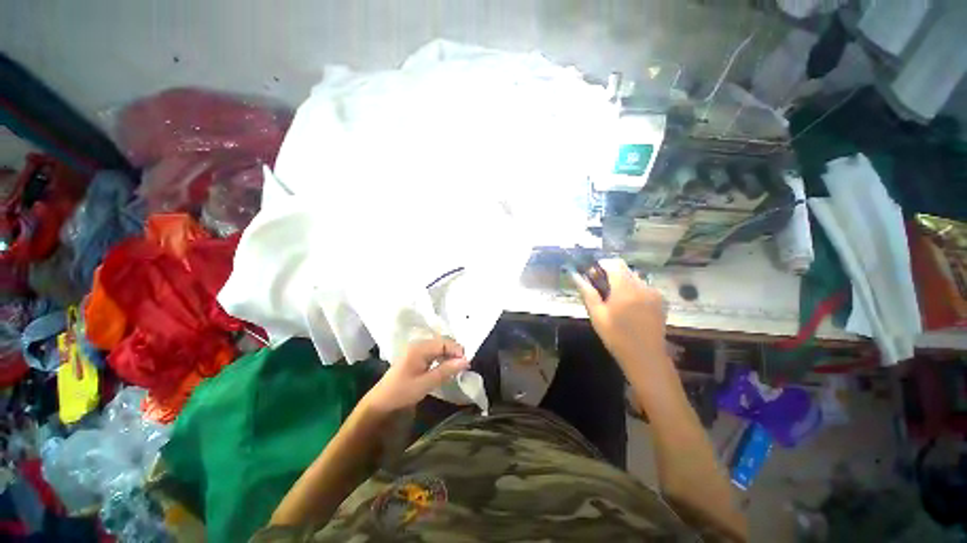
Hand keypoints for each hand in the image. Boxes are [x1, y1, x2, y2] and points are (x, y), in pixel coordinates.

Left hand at [363, 338, 469, 413]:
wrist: (381, 402)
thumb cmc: (403, 392)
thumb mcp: (426, 383)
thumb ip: (446, 370)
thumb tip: (466, 360)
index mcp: (419, 348)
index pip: (444, 342)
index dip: (457, 350)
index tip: (467, 363)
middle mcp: (418, 344)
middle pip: (442, 343)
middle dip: (454, 352)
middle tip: (464, 366)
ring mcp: (416, 349)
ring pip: (439, 347)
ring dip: (449, 355)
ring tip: (457, 368)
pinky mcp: (415, 356)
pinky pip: (433, 352)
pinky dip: (442, 358)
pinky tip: (445, 368)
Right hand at [571, 259, 669, 376]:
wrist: (645, 356)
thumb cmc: (616, 336)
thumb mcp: (597, 314)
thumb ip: (587, 292)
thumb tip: (576, 276)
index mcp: (625, 288)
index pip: (614, 264)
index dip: (602, 264)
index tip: (592, 272)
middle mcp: (642, 286)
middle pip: (625, 268)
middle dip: (611, 272)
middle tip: (600, 286)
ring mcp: (653, 292)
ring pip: (635, 276)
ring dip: (623, 280)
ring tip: (614, 296)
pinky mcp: (660, 300)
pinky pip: (644, 286)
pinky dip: (634, 288)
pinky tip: (628, 303)